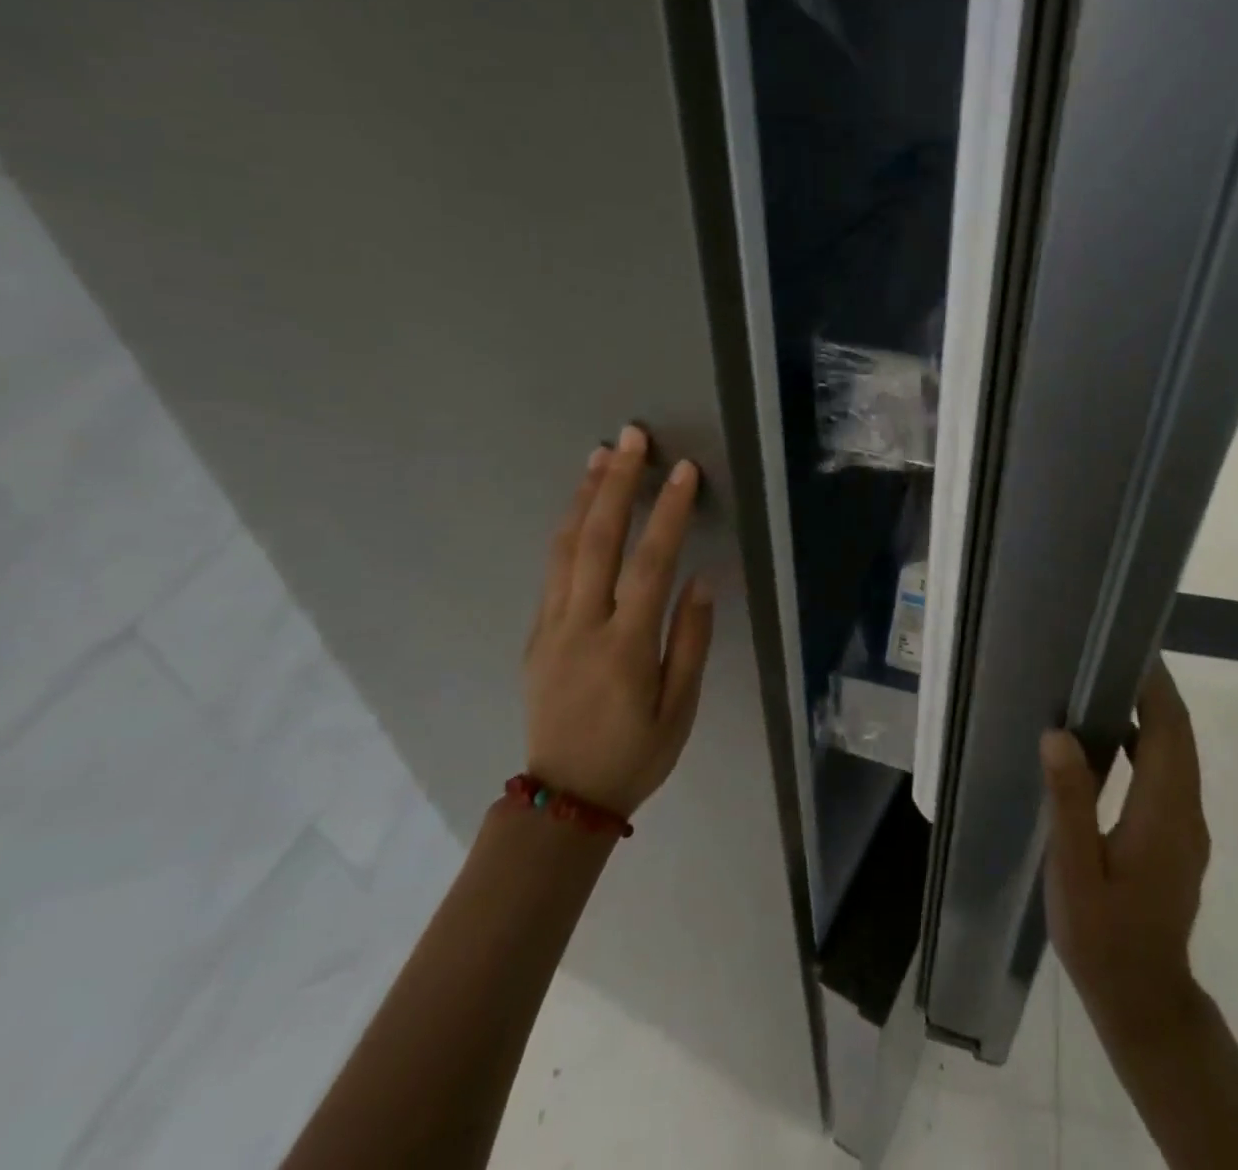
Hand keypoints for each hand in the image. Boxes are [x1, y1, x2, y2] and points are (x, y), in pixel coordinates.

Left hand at [522, 425, 713, 818]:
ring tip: (601, 455)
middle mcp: (582, 626)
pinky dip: (568, 529)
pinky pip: (552, 568)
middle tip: (631, 437)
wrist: (562, 800)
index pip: (650, 564)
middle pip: (597, 540)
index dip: (669, 513)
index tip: (683, 471)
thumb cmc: (634, 755)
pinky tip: (581, 507)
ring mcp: (552, 626)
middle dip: (616, 483)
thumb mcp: (679, 711)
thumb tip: (701, 581)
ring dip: (585, 496)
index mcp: (624, 647)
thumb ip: (691, 642)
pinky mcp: (537, 633)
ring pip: (565, 547)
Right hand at [1041, 657, 1208, 1038]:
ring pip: (1178, 753)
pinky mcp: (1178, 838)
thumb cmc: (1103, 936)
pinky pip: (1169, 773)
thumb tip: (1059, 734)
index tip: (1129, 647)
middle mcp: (1186, 811)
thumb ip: (1069, 801)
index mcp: (1164, 812)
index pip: (1170, 730)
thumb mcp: (1074, 871)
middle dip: (1154, 690)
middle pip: (1180, 735)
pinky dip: (1149, 743)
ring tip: (1106, 685)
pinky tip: (1111, 741)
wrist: (1145, 1001)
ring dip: (1152, 715)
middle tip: (1111, 654)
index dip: (1156, 686)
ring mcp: (1186, 826)